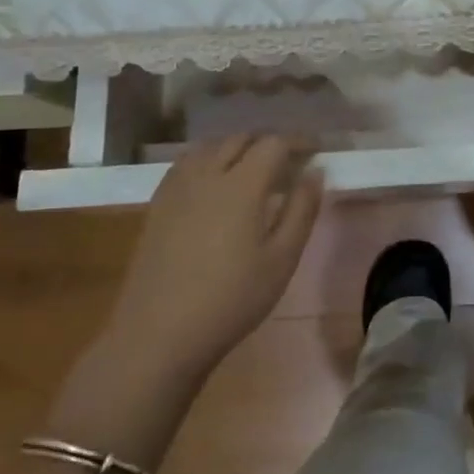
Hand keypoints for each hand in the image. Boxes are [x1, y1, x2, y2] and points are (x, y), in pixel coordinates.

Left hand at [103, 134, 323, 376]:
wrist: (158, 335)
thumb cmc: (231, 299)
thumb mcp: (282, 259)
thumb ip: (302, 210)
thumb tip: (315, 172)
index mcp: (242, 184)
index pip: (274, 143)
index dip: (298, 141)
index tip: (316, 150)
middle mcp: (208, 174)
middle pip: (241, 138)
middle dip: (269, 142)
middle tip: (289, 162)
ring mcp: (177, 187)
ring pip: (211, 146)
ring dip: (238, 147)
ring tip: (254, 168)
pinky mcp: (158, 204)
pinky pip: (187, 163)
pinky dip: (209, 159)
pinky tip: (215, 183)